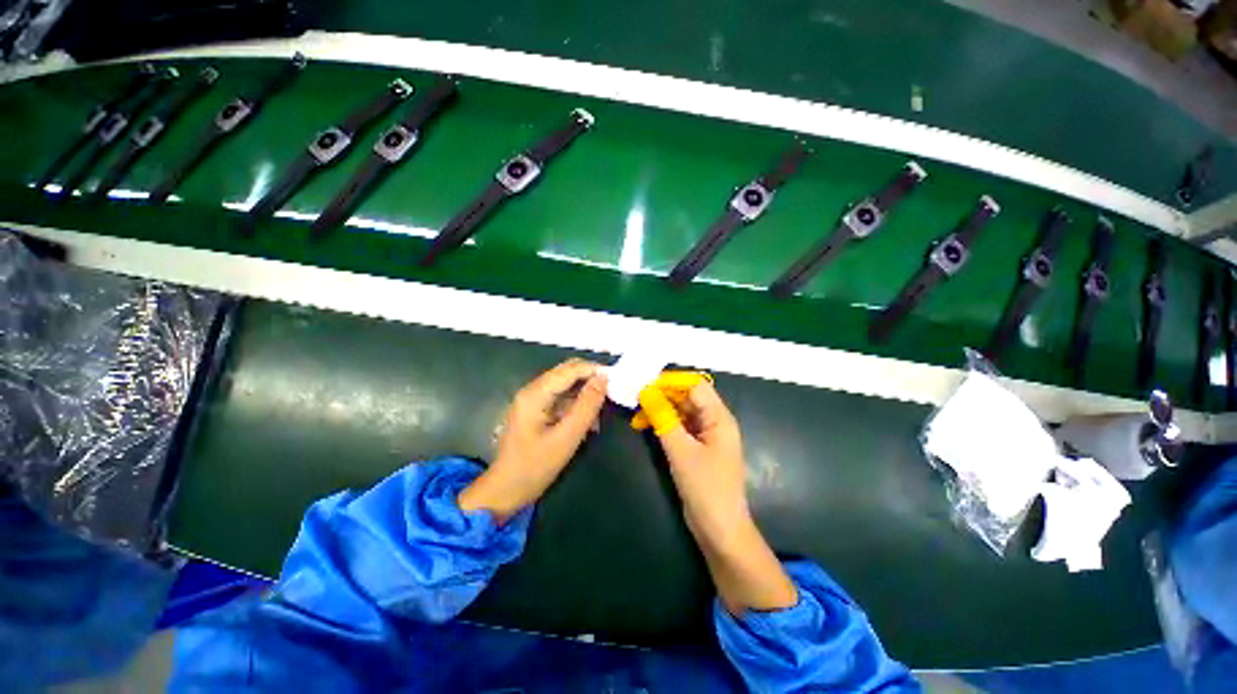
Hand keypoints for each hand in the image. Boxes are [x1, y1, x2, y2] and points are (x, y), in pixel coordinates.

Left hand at [459, 359, 606, 522]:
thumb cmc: (535, 466)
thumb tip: (603, 379)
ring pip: (565, 385)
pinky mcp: (535, 410)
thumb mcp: (567, 437)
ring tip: (601, 412)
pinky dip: (576, 405)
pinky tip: (588, 422)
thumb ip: (587, 406)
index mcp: (535, 393)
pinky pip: (560, 398)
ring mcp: (532, 399)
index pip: (570, 369)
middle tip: (613, 392)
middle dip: (590, 379)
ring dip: (585, 394)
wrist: (505, 491)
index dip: (594, 370)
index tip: (617, 379)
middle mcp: (532, 390)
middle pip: (566, 372)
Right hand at [637, 377, 748, 542]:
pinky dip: (663, 425)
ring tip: (636, 415)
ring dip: (660, 410)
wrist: (721, 531)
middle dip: (662, 396)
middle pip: (687, 397)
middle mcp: (714, 421)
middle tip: (635, 399)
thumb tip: (646, 391)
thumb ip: (664, 419)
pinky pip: (679, 427)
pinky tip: (645, 426)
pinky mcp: (697, 448)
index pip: (695, 385)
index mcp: (719, 417)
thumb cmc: (706, 488)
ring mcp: (705, 435)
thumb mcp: (681, 451)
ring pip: (681, 412)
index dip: (671, 382)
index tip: (645, 385)